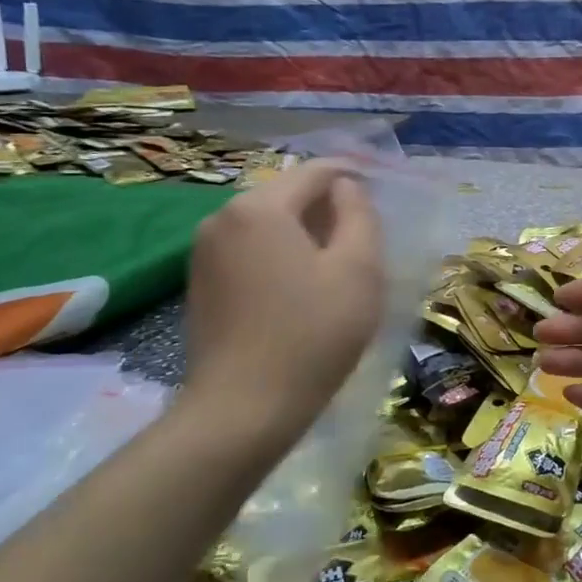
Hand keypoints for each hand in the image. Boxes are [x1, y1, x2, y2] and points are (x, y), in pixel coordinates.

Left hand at [179, 160, 383, 448]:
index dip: (353, 176)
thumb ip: (359, 215)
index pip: (316, 171)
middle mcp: (223, 217)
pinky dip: (278, 256)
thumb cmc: (312, 335)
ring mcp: (203, 251)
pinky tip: (299, 290)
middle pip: (288, 195)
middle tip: (363, 241)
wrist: (242, 409)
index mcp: (261, 207)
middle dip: (327, 208)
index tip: (382, 194)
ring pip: (267, 223)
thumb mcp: (359, 270)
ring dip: (303, 234)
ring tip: (335, 267)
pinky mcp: (200, 283)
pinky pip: (249, 250)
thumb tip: (345, 188)